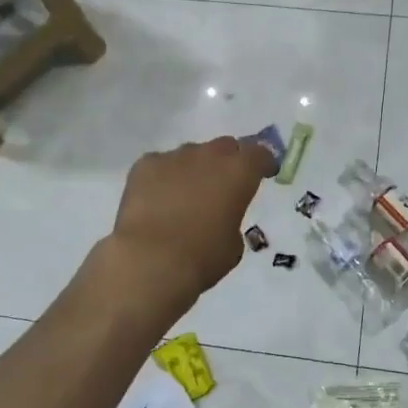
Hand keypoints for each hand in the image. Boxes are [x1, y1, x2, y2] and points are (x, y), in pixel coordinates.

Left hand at [100, 136, 267, 320]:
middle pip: (225, 147)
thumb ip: (232, 219)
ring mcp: (174, 156)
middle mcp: (209, 155)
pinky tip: (156, 200)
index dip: (262, 164)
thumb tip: (220, 216)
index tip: (262, 174)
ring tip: (184, 196)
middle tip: (222, 186)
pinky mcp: (145, 164)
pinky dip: (163, 178)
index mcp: (239, 172)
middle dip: (227, 162)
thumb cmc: (203, 258)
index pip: (259, 154)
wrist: (151, 261)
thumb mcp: (234, 245)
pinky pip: (160, 165)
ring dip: (194, 170)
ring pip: (190, 155)